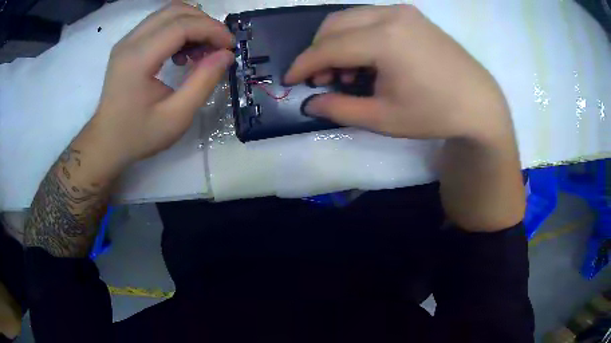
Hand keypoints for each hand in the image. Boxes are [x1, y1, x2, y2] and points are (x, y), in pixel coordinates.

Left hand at [81, 2, 233, 172]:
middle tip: (218, 46)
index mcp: (138, 59)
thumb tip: (226, 55)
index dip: (212, 29)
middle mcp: (130, 42)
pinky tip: (182, 52)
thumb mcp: (176, 117)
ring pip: (168, 12)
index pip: (182, 25)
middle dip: (204, 22)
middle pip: (176, 10)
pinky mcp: (127, 44)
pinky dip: (178, 29)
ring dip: (192, 24)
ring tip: (201, 50)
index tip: (229, 46)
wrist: (106, 143)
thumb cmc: (138, 135)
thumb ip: (203, 82)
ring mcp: (127, 41)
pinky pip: (159, 23)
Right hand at [285, 5, 511, 142]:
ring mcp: (403, 11)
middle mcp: (391, 15)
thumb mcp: (383, 118)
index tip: (289, 80)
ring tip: (347, 73)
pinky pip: (370, 18)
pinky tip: (367, 59)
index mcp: (385, 39)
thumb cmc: (435, 114)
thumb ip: (340, 108)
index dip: (304, 64)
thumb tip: (310, 102)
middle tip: (323, 80)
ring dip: (337, 42)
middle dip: (319, 51)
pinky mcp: (412, 15)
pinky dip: (357, 35)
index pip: (328, 47)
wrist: (479, 102)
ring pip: (350, 18)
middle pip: (334, 25)